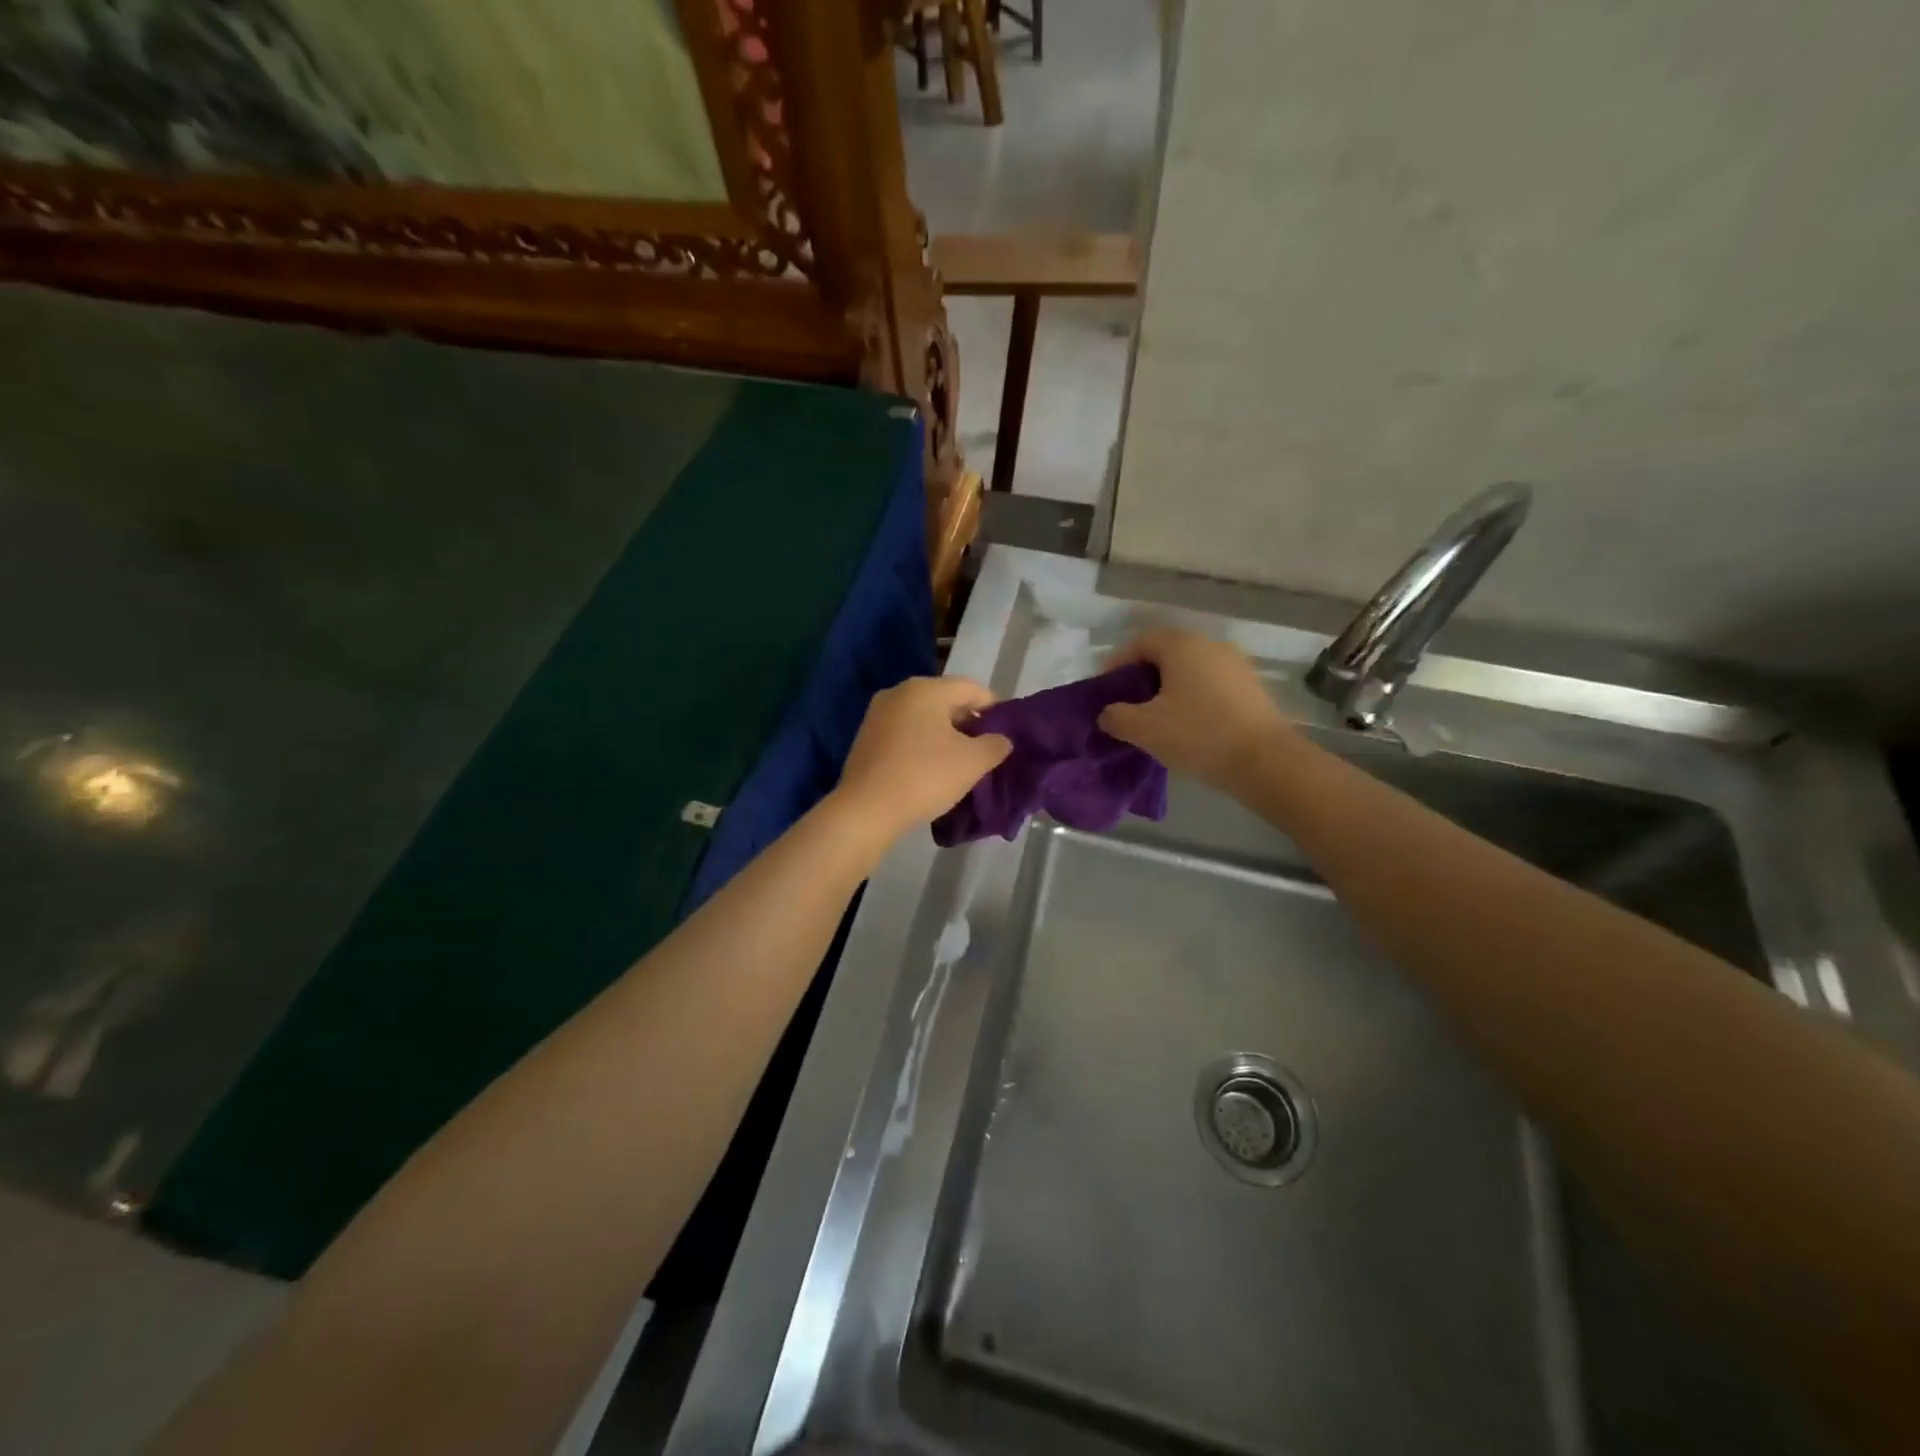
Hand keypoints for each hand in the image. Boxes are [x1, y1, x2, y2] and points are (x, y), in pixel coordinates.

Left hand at [832, 677, 1012, 842]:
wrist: (867, 809)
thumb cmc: (925, 776)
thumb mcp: (973, 762)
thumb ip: (995, 744)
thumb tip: (1001, 739)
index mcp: (926, 689)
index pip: (973, 689)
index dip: (995, 710)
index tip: (1006, 735)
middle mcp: (900, 692)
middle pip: (946, 700)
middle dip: (969, 723)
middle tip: (985, 750)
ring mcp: (878, 713)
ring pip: (924, 717)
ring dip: (945, 734)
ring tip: (959, 762)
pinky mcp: (866, 736)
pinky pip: (905, 732)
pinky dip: (922, 744)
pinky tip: (930, 768)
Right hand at [1098, 630, 1290, 788]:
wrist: (1264, 760)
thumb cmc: (1197, 734)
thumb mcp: (1144, 728)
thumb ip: (1116, 717)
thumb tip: (1108, 713)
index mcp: (1181, 645)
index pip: (1139, 643)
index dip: (1116, 664)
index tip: (1105, 690)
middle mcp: (1210, 645)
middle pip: (1166, 654)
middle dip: (1143, 677)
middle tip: (1128, 704)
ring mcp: (1236, 666)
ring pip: (1191, 671)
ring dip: (1170, 689)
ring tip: (1156, 718)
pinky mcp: (1252, 688)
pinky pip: (1211, 686)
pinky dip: (1194, 699)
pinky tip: (1188, 725)